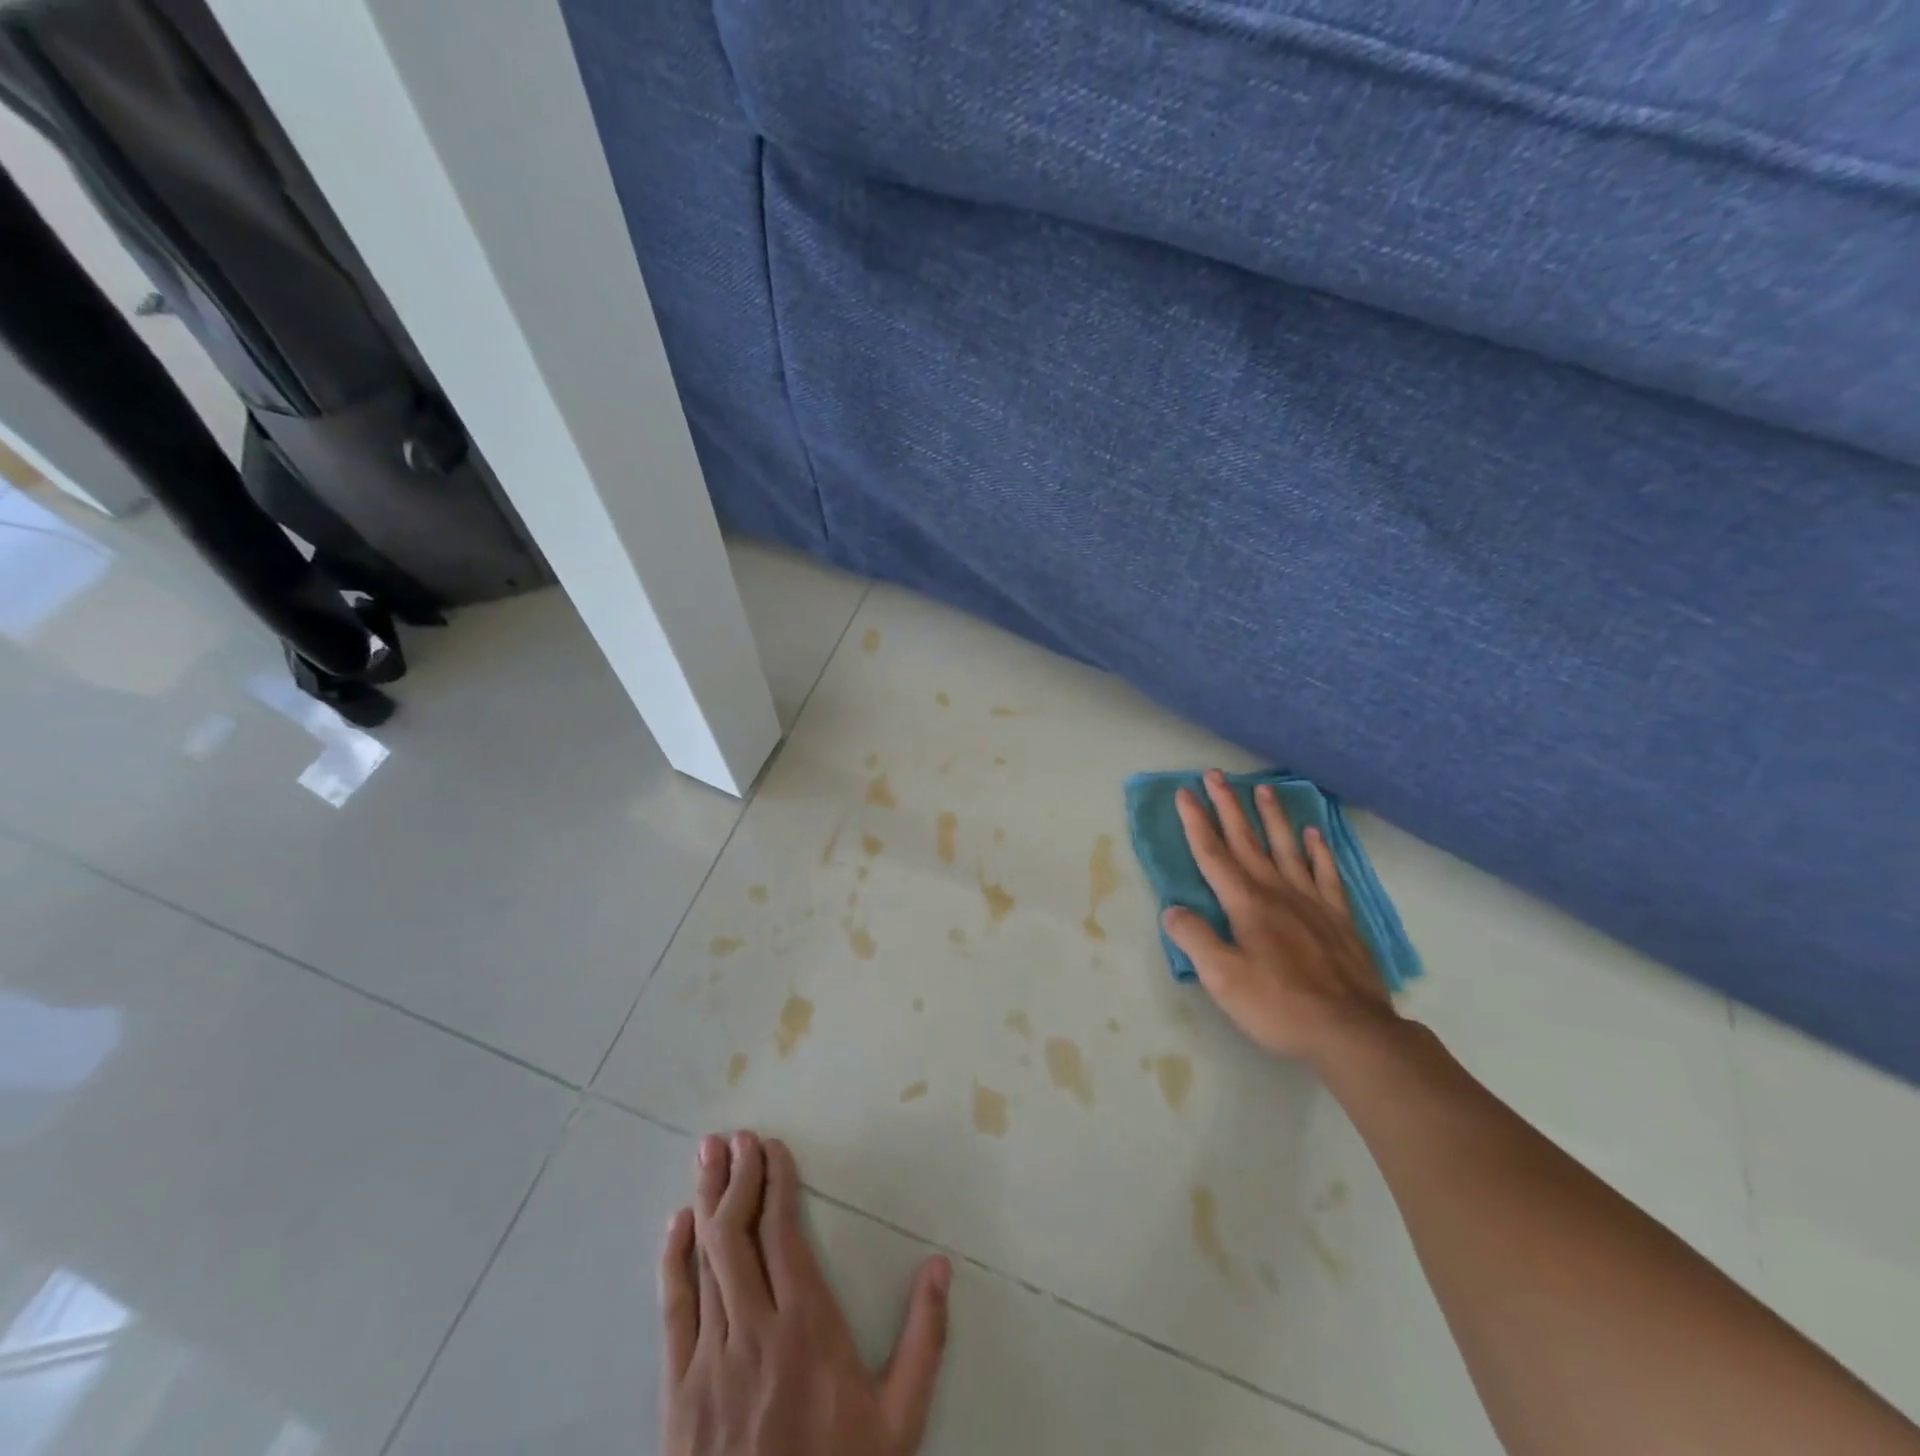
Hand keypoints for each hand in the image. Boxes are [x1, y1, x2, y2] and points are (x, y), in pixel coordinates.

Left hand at [661, 1131, 951, 1455]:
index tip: (772, 1147)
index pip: (784, 1233)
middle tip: (736, 1136)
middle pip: (739, 1234)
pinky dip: (673, 1260)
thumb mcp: (899, 1421)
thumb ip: (923, 1339)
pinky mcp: (678, 1391)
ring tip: (708, 1155)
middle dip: (738, 1177)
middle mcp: (755, 1330)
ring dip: (707, 1201)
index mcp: (808, 1328)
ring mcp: (710, 1359)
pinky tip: (676, 1224)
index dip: (776, 1183)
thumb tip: (939, 1265)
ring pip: (705, 1260)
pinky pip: (673, 1310)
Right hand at [1162, 769, 1397, 1065]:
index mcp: (1246, 904)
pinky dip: (1318, 850)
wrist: (1351, 1032)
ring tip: (1263, 787)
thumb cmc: (1279, 1006)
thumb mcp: (1222, 978)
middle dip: (1227, 806)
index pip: (1213, 855)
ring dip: (1271, 817)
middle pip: (1246, 840)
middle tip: (1215, 774)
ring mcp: (1312, 902)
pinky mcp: (1339, 918)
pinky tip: (1314, 834)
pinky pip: (1326, 874)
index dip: (1195, 822)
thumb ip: (1195, 939)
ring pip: (1286, 848)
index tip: (1184, 792)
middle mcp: (1277, 892)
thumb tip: (1172, 909)